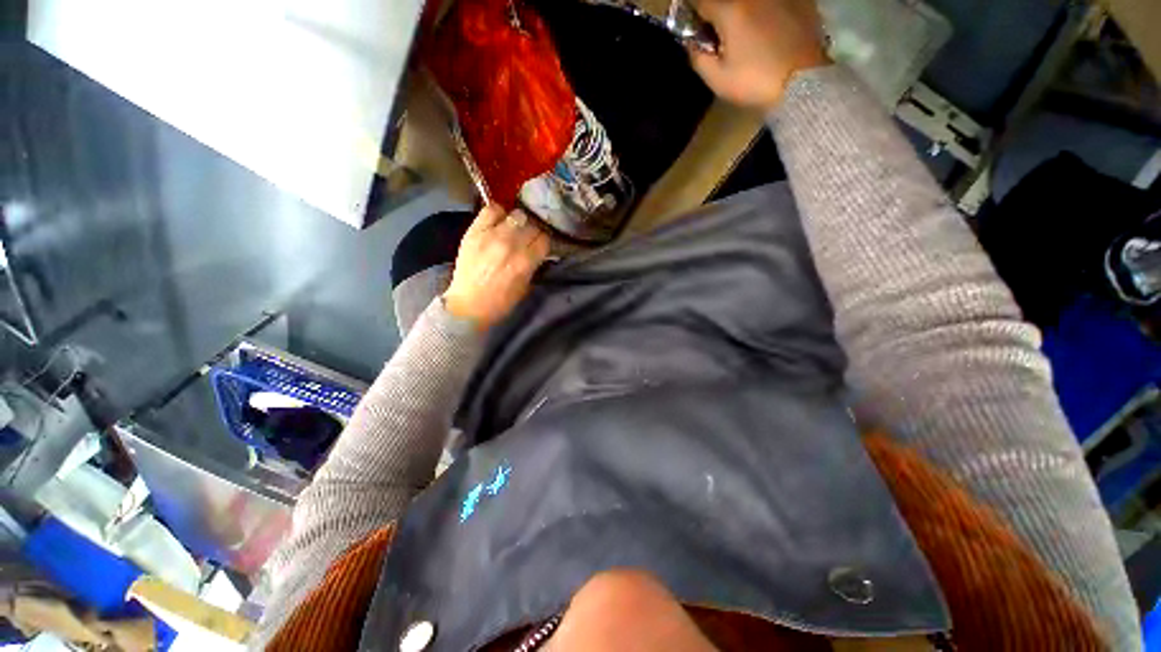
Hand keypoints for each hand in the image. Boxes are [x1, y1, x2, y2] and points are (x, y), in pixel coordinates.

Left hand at [443, 205, 549, 329]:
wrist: (469, 305)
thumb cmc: (501, 302)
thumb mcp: (526, 287)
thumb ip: (534, 266)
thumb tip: (539, 252)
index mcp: (525, 262)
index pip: (544, 239)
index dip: (543, 243)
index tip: (540, 246)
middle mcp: (510, 245)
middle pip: (532, 225)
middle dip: (533, 232)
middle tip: (528, 239)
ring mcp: (491, 236)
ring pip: (516, 215)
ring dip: (518, 222)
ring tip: (514, 229)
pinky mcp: (475, 231)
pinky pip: (491, 209)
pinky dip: (498, 213)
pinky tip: (499, 222)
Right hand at [689, 0, 828, 110]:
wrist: (802, 83)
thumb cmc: (755, 82)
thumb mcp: (717, 79)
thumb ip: (698, 57)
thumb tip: (691, 43)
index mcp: (731, 10)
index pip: (701, 2)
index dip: (696, 18)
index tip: (698, 34)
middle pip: (727, 2)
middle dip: (720, 16)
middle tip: (722, 40)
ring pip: (752, 4)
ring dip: (745, 15)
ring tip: (748, 39)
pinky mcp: (801, 2)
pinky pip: (775, 5)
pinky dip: (768, 14)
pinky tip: (771, 33)